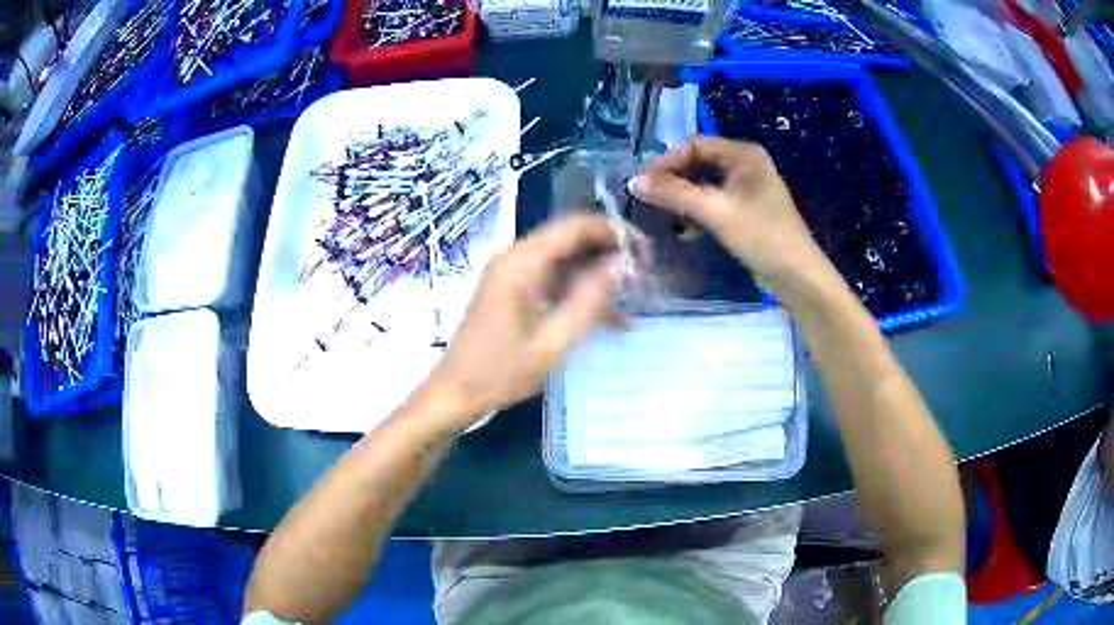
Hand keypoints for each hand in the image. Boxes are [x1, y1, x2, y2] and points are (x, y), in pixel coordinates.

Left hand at [416, 215, 624, 425]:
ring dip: (597, 272)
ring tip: (633, 293)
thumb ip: (591, 300)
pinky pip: (552, 277)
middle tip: (644, 272)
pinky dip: (578, 289)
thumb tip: (623, 265)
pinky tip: (608, 315)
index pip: (576, 226)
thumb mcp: (554, 342)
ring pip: (565, 258)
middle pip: (570, 238)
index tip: (645, 251)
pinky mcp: (511, 288)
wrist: (455, 392)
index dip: (614, 232)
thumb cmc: (501, 372)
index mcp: (521, 263)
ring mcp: (511, 272)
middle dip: (609, 251)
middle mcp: (515, 257)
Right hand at [629, 137, 841, 311]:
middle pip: (700, 162)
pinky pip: (716, 200)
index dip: (668, 161)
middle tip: (651, 200)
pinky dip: (700, 211)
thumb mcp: (715, 213)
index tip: (644, 184)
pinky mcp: (748, 208)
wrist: (798, 277)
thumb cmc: (762, 238)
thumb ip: (674, 195)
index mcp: (744, 154)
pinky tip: (687, 231)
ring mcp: (749, 186)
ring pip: (706, 183)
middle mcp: (747, 163)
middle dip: (675, 181)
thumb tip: (633, 183)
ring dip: (685, 198)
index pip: (695, 145)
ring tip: (667, 217)